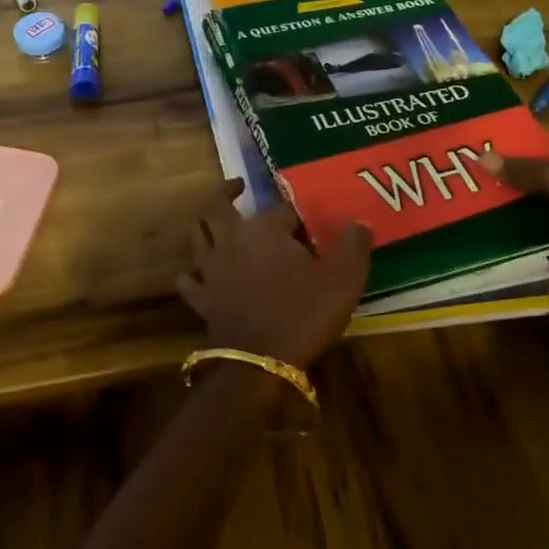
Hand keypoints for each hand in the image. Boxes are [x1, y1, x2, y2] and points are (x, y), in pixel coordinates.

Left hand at [176, 183, 372, 367]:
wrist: (261, 363)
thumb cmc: (304, 314)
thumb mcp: (343, 279)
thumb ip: (353, 245)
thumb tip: (359, 222)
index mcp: (265, 229)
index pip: (282, 208)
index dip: (297, 213)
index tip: (308, 221)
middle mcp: (231, 240)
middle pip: (218, 206)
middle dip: (227, 191)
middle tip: (238, 186)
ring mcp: (211, 269)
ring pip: (197, 235)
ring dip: (205, 224)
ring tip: (215, 220)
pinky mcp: (201, 298)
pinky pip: (188, 279)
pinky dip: (192, 272)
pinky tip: (200, 273)